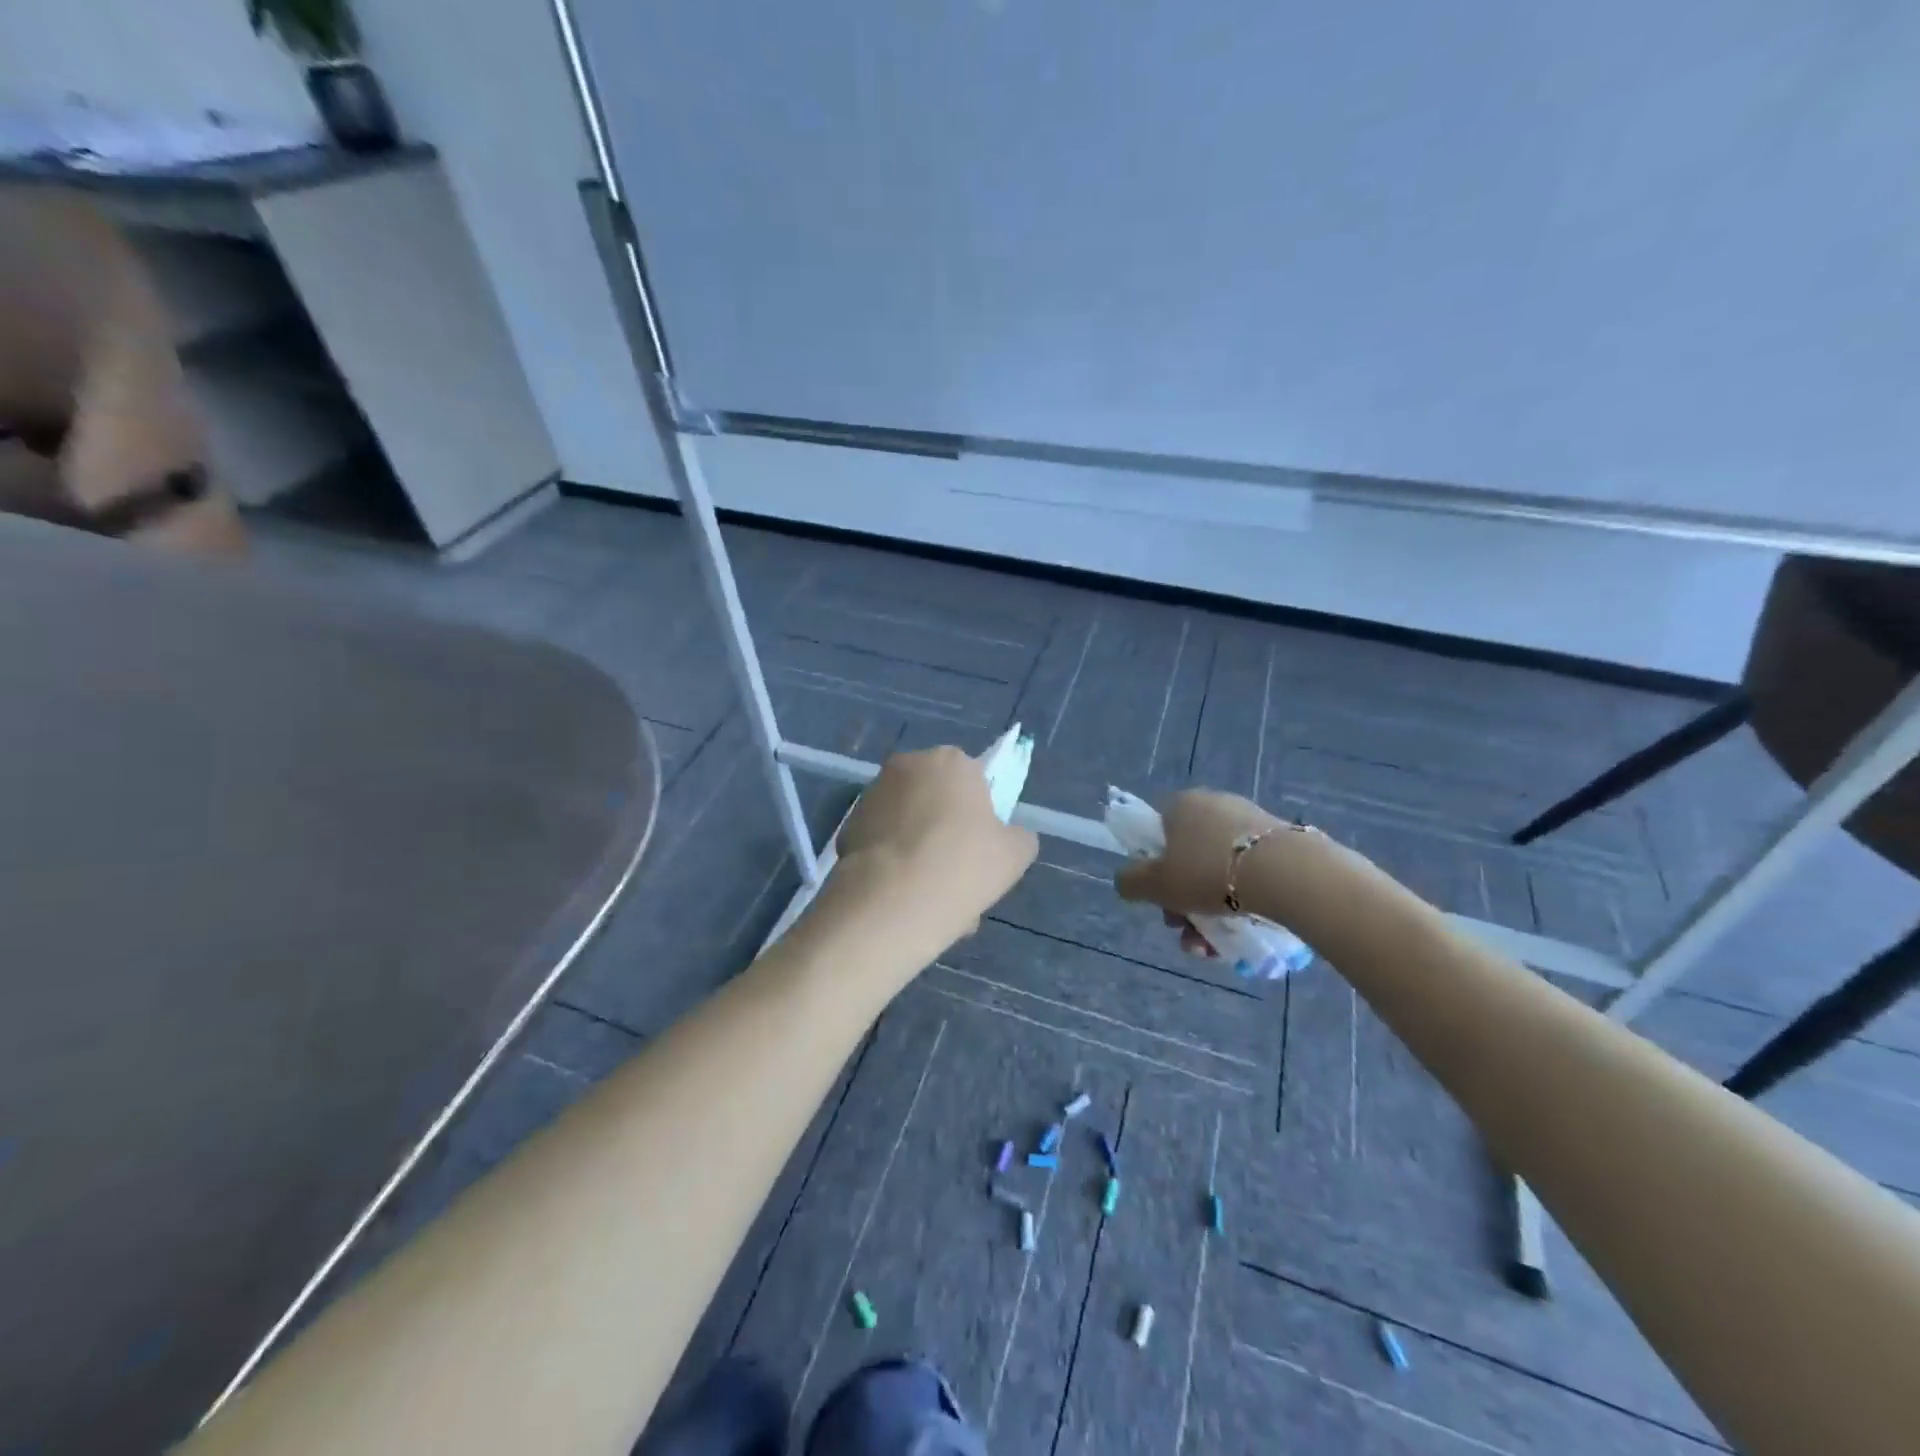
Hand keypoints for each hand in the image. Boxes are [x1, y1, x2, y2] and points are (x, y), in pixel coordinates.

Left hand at [831, 745, 1039, 958]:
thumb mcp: (1015, 854)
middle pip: (935, 800)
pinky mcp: (847, 827)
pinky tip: (902, 900)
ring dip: (918, 852)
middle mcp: (906, 766)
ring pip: (907, 825)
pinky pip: (881, 845)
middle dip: (944, 833)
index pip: (971, 779)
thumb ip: (1018, 836)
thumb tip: (1008, 836)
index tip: (979, 847)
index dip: (978, 814)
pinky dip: (892, 865)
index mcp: (951, 761)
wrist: (892, 901)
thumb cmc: (963, 865)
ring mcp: (871, 795)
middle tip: (956, 876)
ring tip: (929, 899)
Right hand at [1114, 789, 1281, 915]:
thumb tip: (1125, 881)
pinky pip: (1250, 872)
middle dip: (1183, 900)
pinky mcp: (1281, 841)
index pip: (1157, 833)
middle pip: (1187, 857)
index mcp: (1181, 804)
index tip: (1162, 900)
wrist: (1287, 874)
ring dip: (1210, 909)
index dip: (1154, 870)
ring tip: (1214, 947)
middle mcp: (1214, 804)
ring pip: (1219, 870)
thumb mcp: (1155, 884)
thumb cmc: (1209, 873)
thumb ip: (1130, 882)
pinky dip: (1242, 899)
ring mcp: (1250, 821)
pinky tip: (1244, 931)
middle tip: (1186, 929)